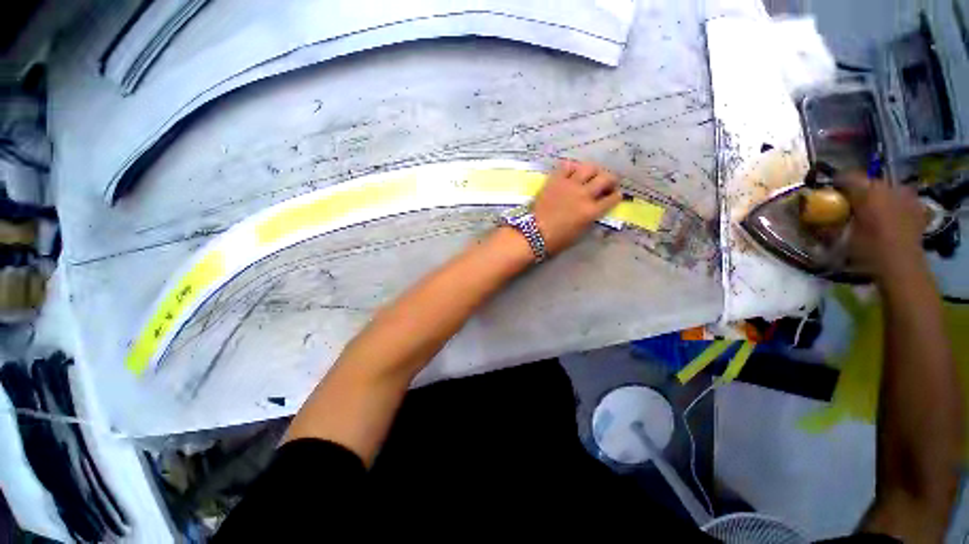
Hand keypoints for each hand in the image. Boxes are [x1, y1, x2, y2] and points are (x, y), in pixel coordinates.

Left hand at [531, 160, 621, 254]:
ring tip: (590, 175)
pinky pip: (567, 166)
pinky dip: (573, 167)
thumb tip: (596, 208)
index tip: (614, 195)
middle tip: (607, 183)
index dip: (616, 196)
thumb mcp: (580, 232)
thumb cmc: (557, 239)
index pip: (613, 198)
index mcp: (591, 211)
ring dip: (594, 171)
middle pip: (606, 178)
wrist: (533, 233)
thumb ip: (591, 218)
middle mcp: (584, 194)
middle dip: (611, 180)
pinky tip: (572, 173)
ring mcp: (569, 185)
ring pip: (589, 167)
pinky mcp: (555, 180)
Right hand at [837, 171, 928, 278]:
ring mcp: (907, 196)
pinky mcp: (918, 207)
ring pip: (886, 189)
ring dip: (877, 197)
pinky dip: (894, 204)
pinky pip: (902, 199)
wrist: (902, 265)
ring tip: (871, 211)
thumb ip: (830, 222)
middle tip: (850, 205)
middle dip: (859, 191)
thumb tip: (817, 215)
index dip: (837, 183)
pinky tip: (890, 217)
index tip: (829, 193)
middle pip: (869, 182)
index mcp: (868, 190)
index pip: (848, 176)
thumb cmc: (869, 250)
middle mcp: (888, 187)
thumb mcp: (841, 238)